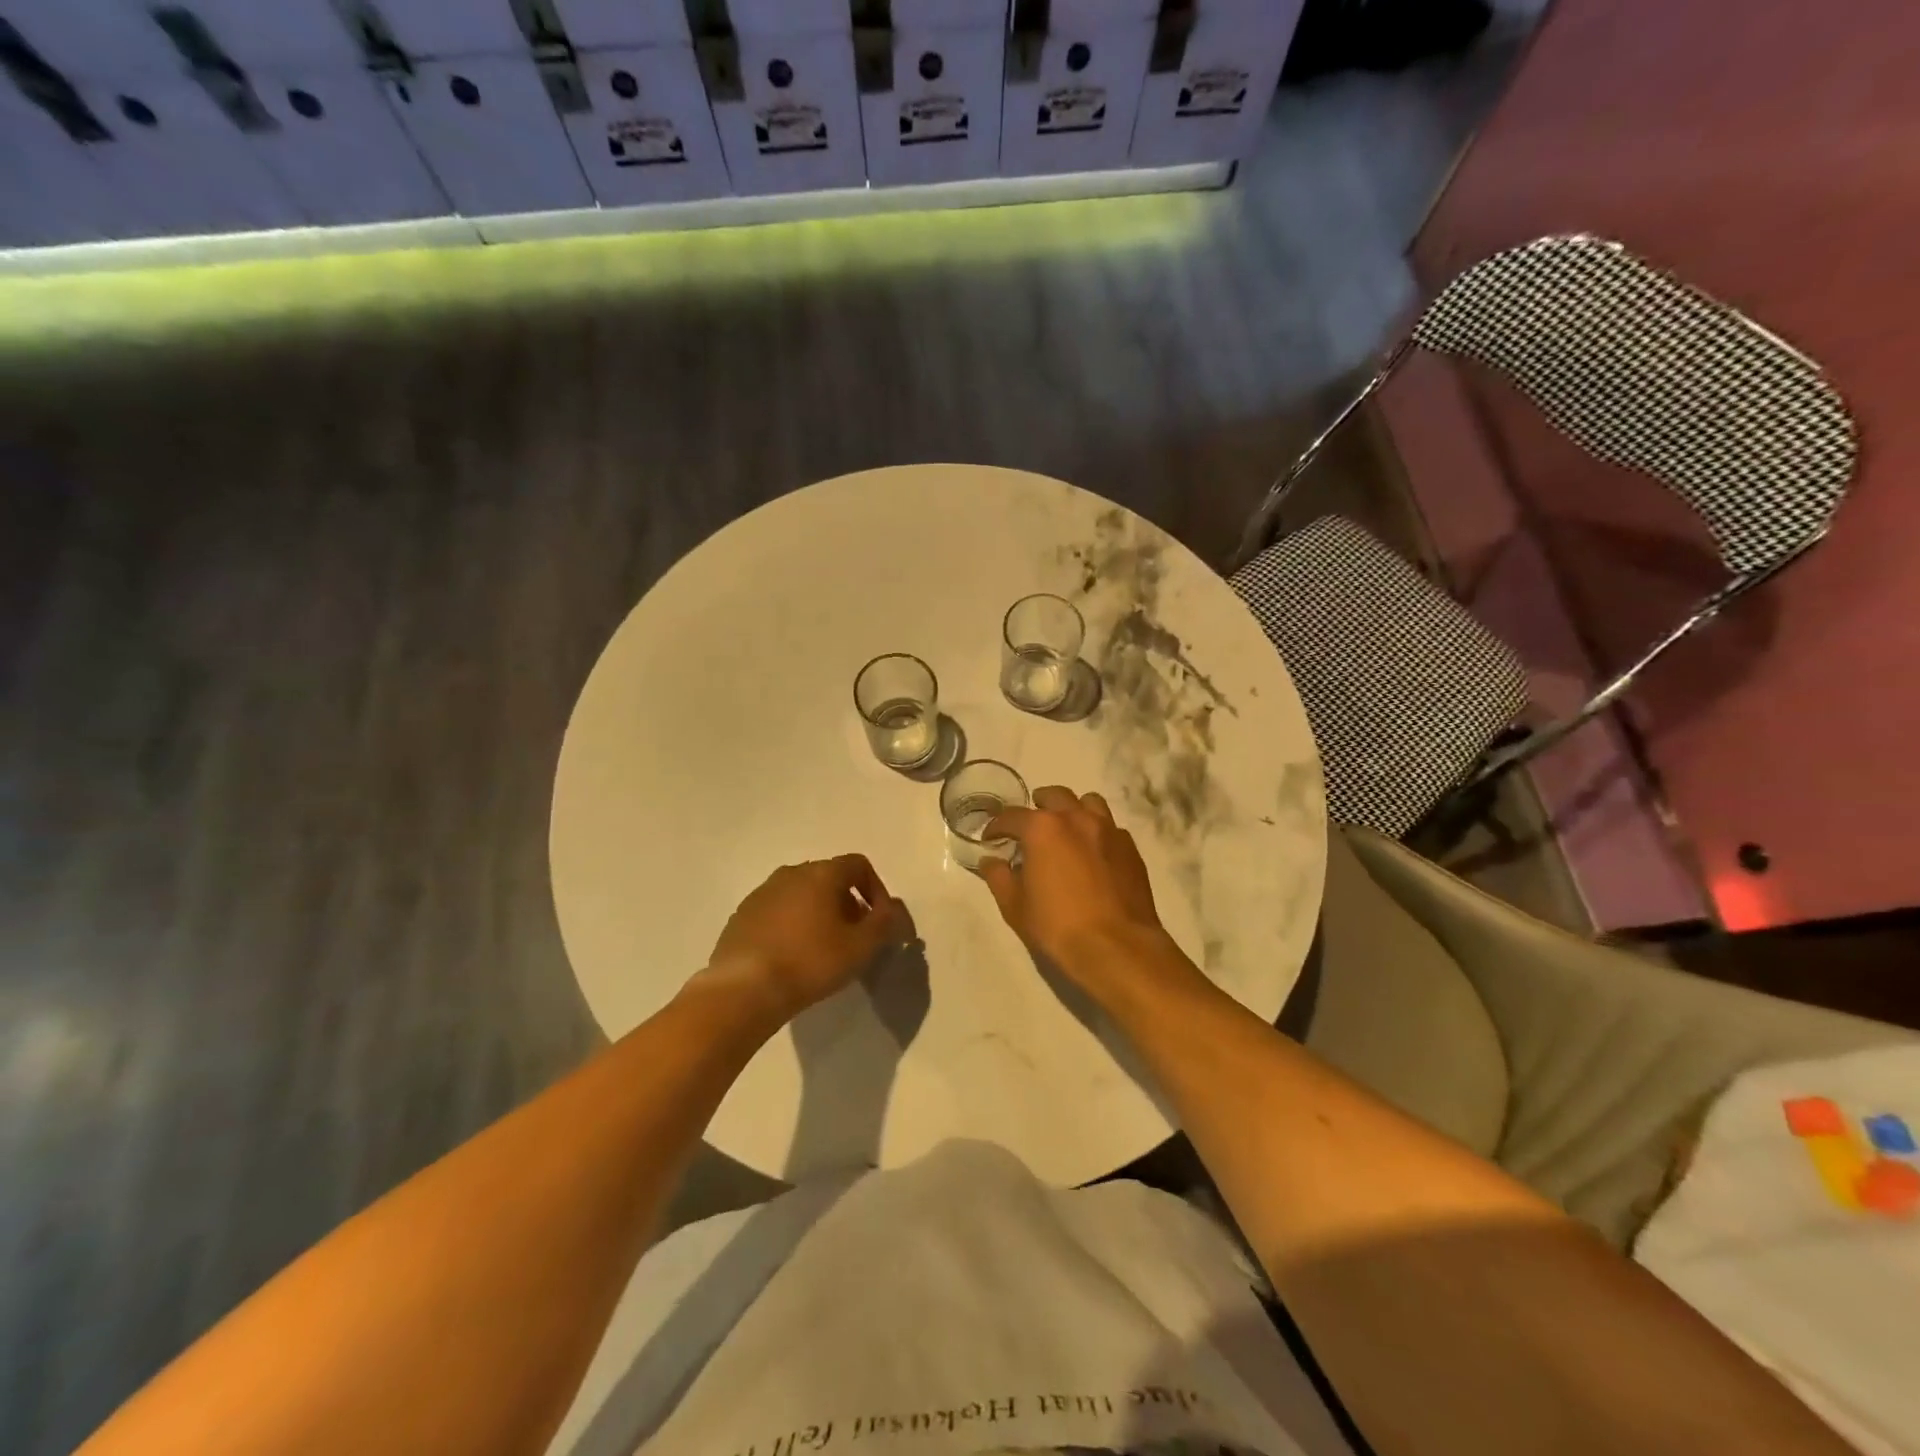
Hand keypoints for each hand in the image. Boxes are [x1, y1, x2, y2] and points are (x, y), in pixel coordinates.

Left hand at [707, 856, 908, 1020]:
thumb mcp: (861, 946)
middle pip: (830, 879)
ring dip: (819, 914)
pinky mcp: (742, 915)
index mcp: (821, 873)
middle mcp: (791, 873)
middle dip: (848, 903)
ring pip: (802, 894)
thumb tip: (895, 910)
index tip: (880, 922)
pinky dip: (792, 925)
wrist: (744, 989)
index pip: (859, 865)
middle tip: (855, 937)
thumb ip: (885, 923)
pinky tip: (792, 956)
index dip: (877, 890)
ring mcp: (762, 893)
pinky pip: (778, 912)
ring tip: (824, 949)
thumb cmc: (810, 962)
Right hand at [980, 787, 1169, 983]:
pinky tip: (1093, 854)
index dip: (997, 826)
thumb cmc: (1058, 927)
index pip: (1012, 816)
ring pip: (1088, 803)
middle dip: (1038, 806)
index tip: (991, 838)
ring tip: (1066, 831)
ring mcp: (1108, 830)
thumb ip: (999, 877)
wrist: (1117, 948)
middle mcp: (1076, 819)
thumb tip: (990, 861)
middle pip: (1054, 796)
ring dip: (1073, 810)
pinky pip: (1111, 827)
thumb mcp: (1015, 907)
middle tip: (1030, 827)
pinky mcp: (1130, 848)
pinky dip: (1097, 832)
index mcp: (1043, 829)